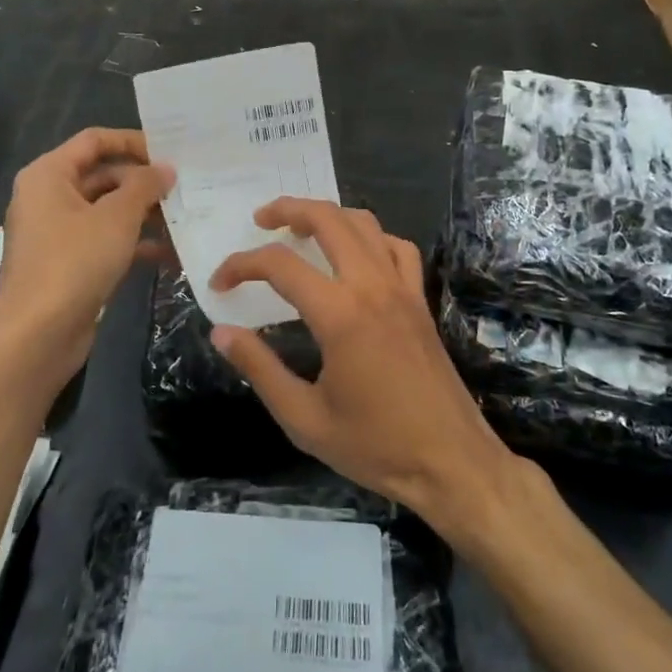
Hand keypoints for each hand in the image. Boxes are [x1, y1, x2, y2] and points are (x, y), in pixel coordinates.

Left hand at [0, 128, 173, 392]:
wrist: (35, 338)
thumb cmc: (73, 263)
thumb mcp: (116, 218)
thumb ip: (144, 186)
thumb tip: (165, 168)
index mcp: (49, 175)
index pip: (94, 140)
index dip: (132, 141)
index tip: (170, 152)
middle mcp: (49, 197)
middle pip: (103, 175)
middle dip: (144, 183)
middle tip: (185, 189)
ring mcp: (57, 233)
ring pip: (107, 211)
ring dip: (144, 214)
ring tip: (184, 220)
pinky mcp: (68, 264)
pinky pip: (105, 241)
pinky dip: (133, 243)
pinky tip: (169, 253)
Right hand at [209, 199, 515, 534]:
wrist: (451, 462)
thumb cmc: (375, 446)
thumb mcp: (305, 418)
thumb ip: (260, 369)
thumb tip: (221, 332)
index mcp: (339, 314)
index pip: (280, 265)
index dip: (242, 265)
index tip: (220, 282)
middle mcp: (371, 285)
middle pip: (327, 219)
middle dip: (288, 209)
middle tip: (261, 219)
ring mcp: (401, 287)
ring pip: (363, 223)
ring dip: (328, 215)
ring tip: (301, 228)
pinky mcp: (419, 299)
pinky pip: (396, 246)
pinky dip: (370, 236)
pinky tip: (356, 253)